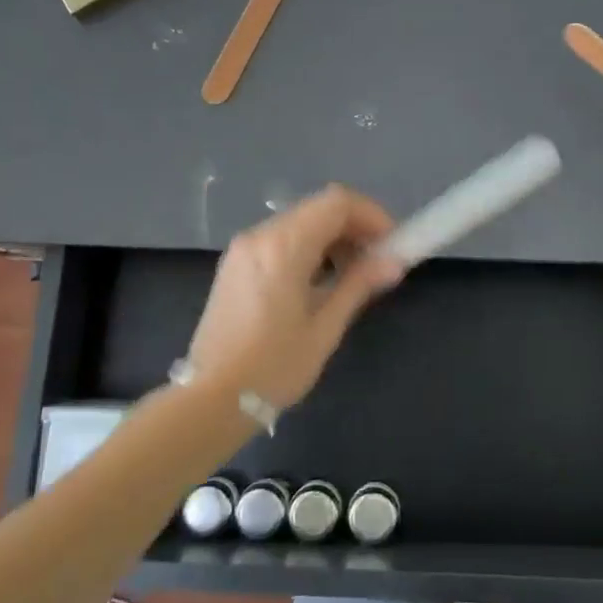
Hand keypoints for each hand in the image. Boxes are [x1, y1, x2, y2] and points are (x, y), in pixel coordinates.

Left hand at [185, 186, 403, 411]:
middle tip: (377, 261)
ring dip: (332, 237)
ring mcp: (244, 248)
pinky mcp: (235, 264)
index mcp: (283, 246)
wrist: (209, 400)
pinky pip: (280, 238)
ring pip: (300, 221)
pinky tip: (319, 280)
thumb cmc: (273, 367)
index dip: (371, 215)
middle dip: (354, 227)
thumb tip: (394, 261)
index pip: (337, 203)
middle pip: (319, 208)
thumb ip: (359, 285)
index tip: (391, 245)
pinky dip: (308, 247)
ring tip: (352, 274)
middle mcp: (261, 235)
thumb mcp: (324, 328)